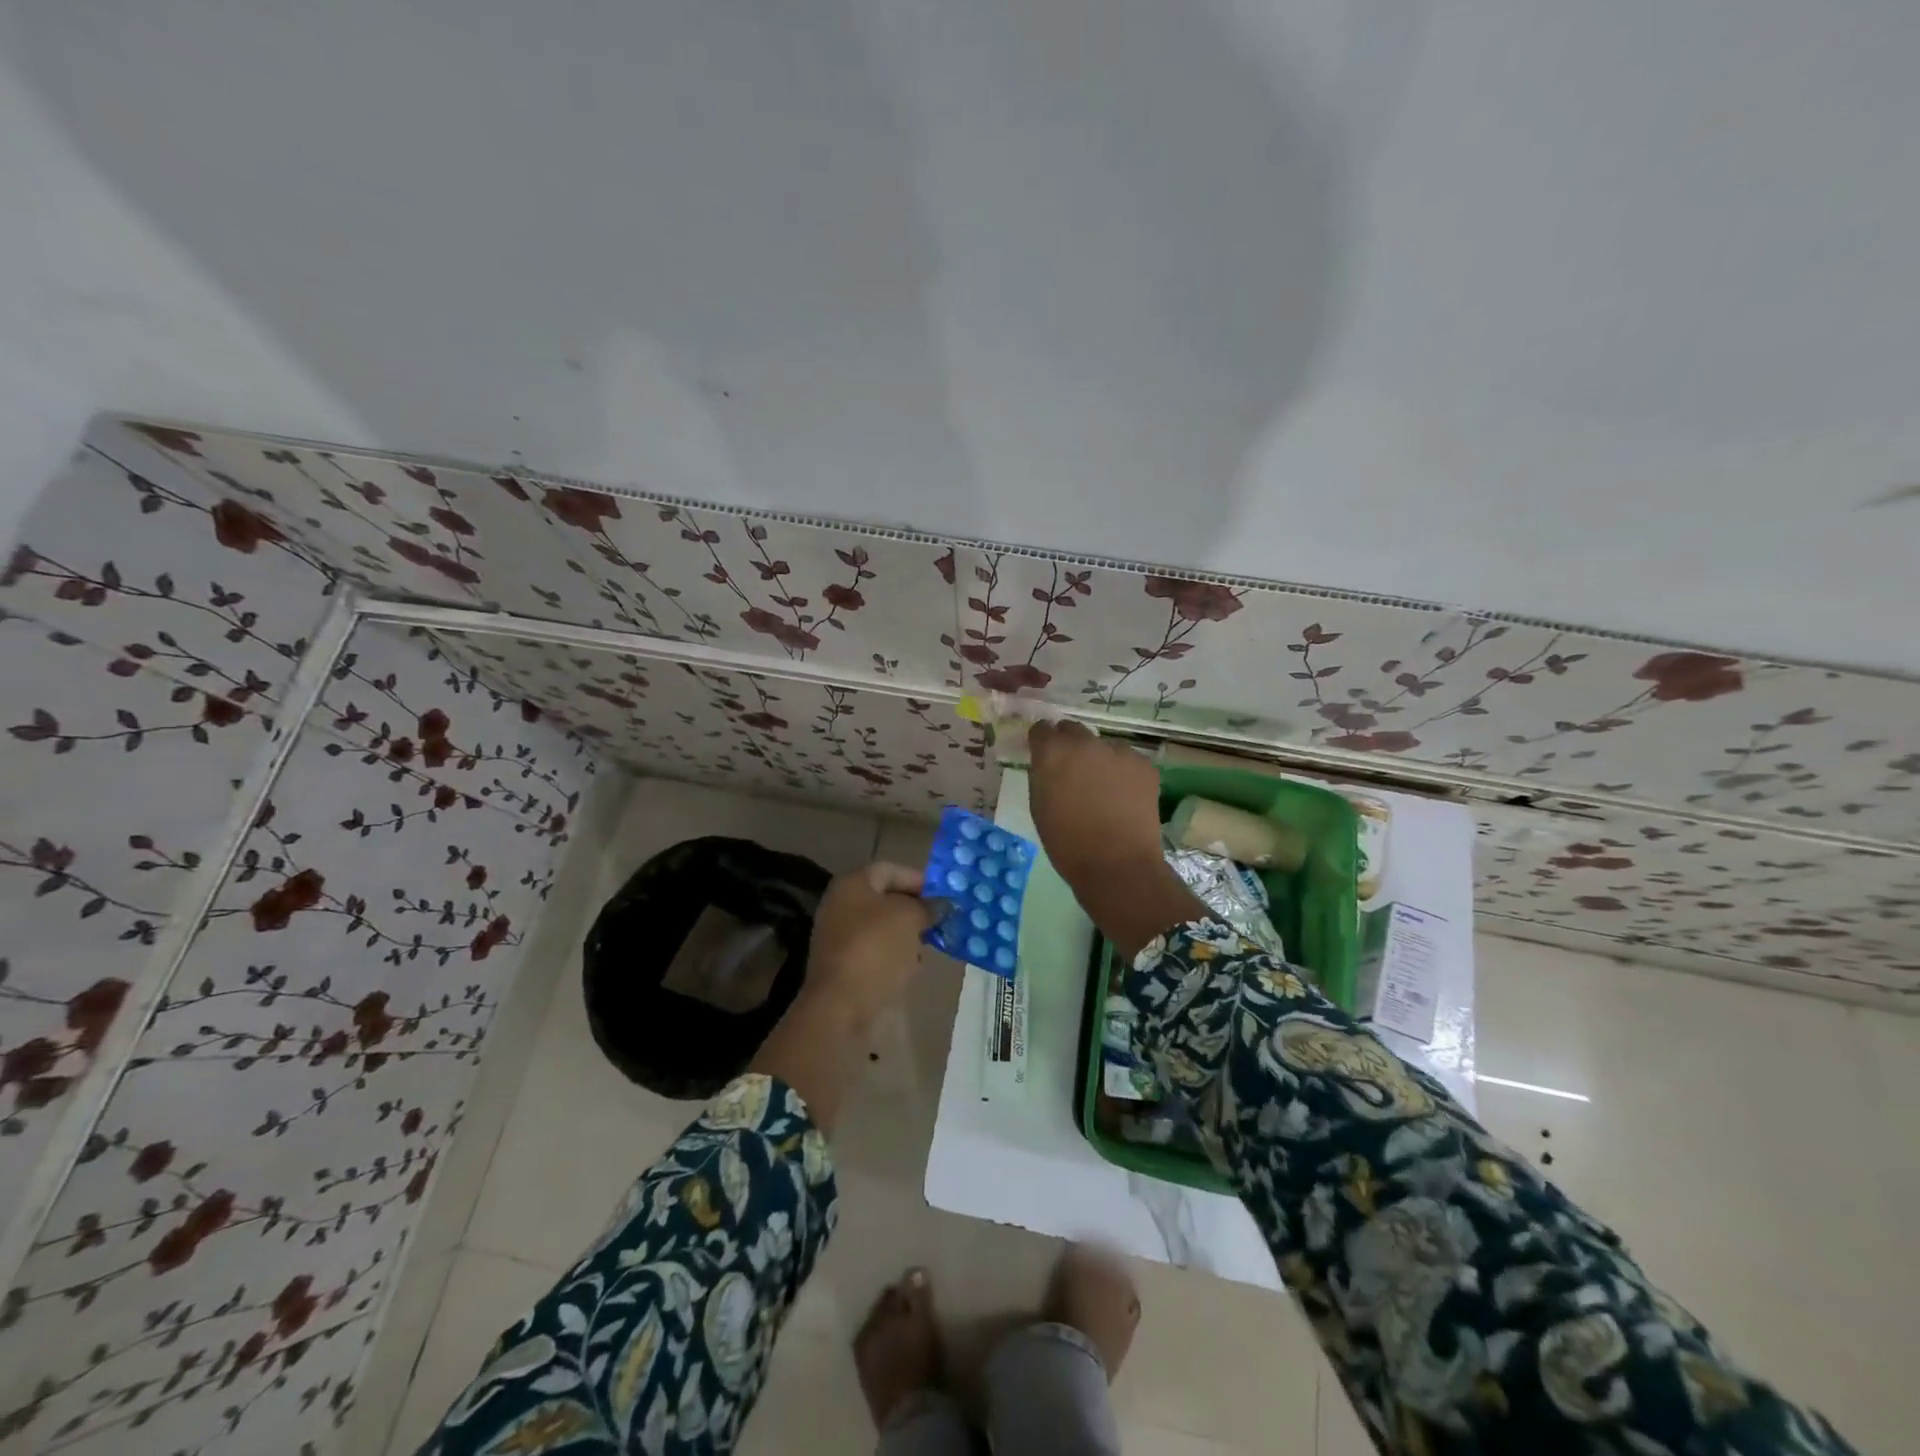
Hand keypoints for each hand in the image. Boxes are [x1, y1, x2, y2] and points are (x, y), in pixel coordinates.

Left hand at [804, 862, 942, 1031]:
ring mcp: (839, 936)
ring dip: (906, 934)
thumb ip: (927, 906)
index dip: (918, 880)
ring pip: (881, 927)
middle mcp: (841, 905)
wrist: (840, 1006)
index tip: (943, 897)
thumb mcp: (909, 919)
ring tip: (928, 946)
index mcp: (852, 884)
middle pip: (885, 899)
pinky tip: (910, 968)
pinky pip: (874, 951)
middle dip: (914, 909)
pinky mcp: (843, 965)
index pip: (890, 869)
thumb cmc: (875, 949)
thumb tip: (941, 904)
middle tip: (940, 921)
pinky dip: (893, 956)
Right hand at [1027, 721, 1164, 882]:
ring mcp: (1118, 751)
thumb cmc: (1067, 842)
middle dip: (1069, 745)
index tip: (1044, 756)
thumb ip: (1042, 775)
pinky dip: (1122, 773)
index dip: (1042, 742)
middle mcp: (1085, 742)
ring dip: (1098, 759)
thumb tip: (1048, 763)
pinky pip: (1126, 760)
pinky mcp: (1144, 764)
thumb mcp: (1039, 806)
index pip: (1042, 729)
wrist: (1117, 865)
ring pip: (1102, 746)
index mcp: (1053, 752)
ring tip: (1103, 789)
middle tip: (1073, 772)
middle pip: (1072, 730)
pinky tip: (1123, 797)